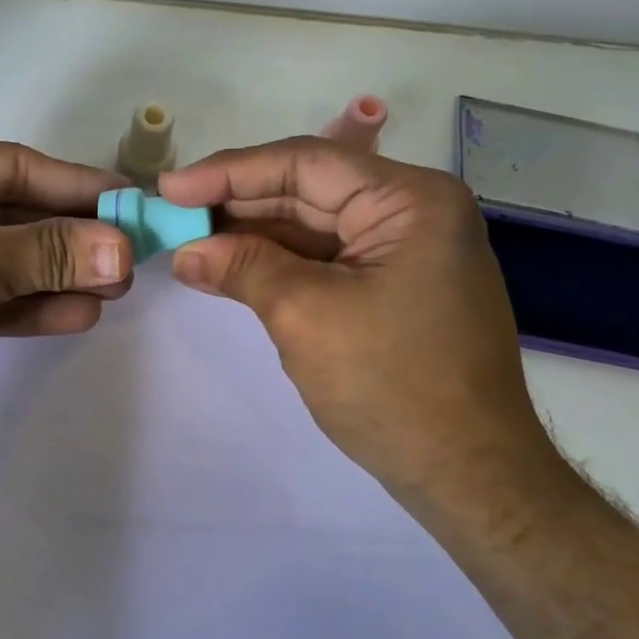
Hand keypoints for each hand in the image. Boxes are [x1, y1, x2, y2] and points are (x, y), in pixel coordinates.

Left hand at [0, 137, 132, 464]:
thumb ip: (49, 254)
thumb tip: (124, 247)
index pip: (11, 167)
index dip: (75, 185)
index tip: (129, 201)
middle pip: (10, 215)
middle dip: (70, 238)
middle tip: (130, 256)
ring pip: (1, 260)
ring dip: (56, 275)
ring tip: (114, 290)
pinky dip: (27, 305)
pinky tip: (77, 314)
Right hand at [158, 137, 553, 501]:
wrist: (468, 475)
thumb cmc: (392, 385)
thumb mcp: (306, 315)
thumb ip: (243, 268)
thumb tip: (186, 251)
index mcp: (410, 200)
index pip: (305, 163)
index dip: (230, 172)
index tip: (170, 187)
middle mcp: (413, 211)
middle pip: (309, 189)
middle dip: (237, 202)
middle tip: (172, 211)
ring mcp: (406, 250)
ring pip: (313, 225)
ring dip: (251, 233)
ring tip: (189, 237)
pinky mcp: (394, 285)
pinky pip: (325, 258)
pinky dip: (277, 262)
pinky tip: (230, 265)